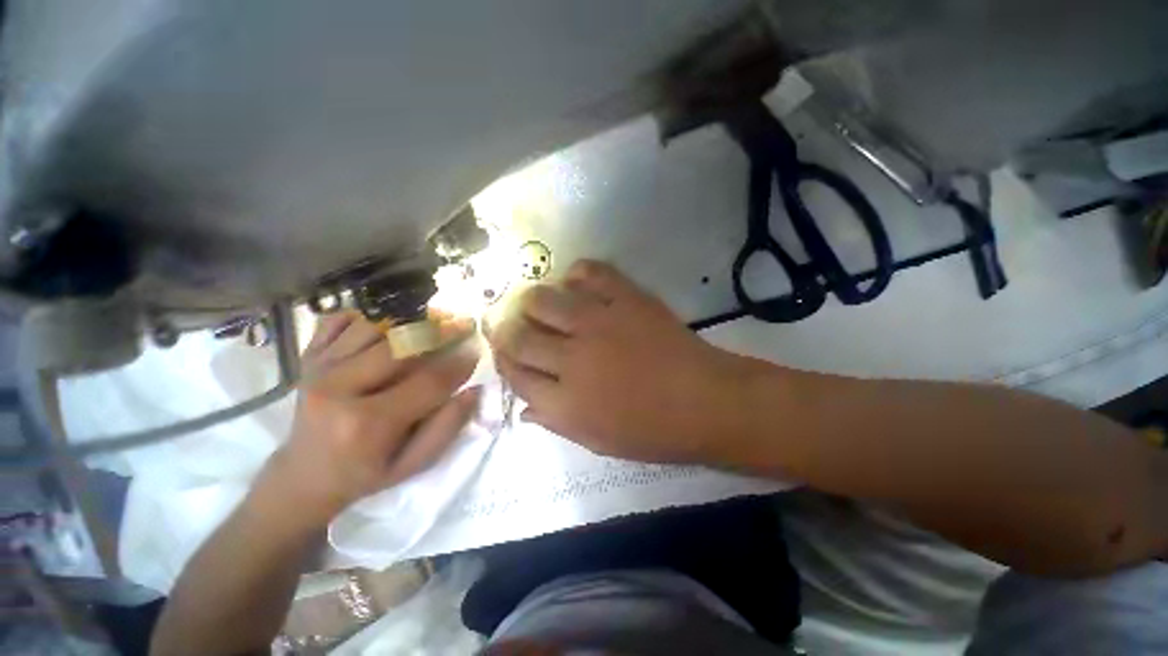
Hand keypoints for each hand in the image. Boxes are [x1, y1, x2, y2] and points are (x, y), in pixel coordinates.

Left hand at [261, 312, 479, 527]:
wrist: (303, 477)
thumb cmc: (365, 474)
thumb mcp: (412, 465)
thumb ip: (446, 428)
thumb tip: (474, 391)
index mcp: (368, 423)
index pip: (429, 382)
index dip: (459, 363)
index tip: (477, 350)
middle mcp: (339, 389)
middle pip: (400, 345)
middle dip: (439, 332)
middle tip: (462, 326)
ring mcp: (318, 369)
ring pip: (374, 327)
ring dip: (409, 322)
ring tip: (432, 324)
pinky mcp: (307, 359)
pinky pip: (338, 321)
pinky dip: (367, 316)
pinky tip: (387, 326)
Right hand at [488, 260, 753, 464]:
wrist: (705, 400)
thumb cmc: (653, 431)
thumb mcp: (597, 441)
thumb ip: (555, 422)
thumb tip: (523, 407)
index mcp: (566, 401)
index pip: (515, 375)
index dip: (503, 362)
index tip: (502, 352)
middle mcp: (573, 358)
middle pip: (520, 335)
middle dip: (505, 329)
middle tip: (509, 324)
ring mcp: (599, 323)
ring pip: (543, 299)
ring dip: (532, 301)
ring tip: (536, 304)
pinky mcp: (626, 299)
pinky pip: (589, 273)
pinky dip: (575, 274)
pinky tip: (574, 284)